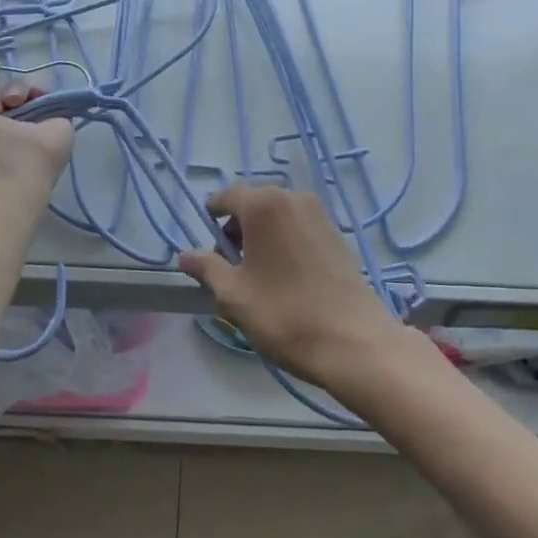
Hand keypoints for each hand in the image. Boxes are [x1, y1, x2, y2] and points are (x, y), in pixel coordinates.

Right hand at [178, 184, 402, 388]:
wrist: (353, 341)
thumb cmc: (284, 313)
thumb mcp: (234, 295)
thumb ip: (207, 269)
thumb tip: (184, 256)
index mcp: (264, 204)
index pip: (228, 196)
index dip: (213, 216)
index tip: (207, 244)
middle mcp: (293, 197)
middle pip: (254, 203)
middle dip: (237, 228)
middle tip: (230, 267)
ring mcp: (319, 213)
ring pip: (278, 215)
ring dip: (261, 235)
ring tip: (256, 275)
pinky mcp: (336, 233)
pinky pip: (298, 226)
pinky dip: (284, 241)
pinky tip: (284, 276)